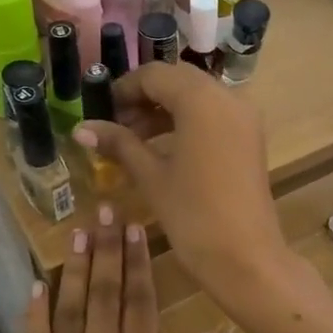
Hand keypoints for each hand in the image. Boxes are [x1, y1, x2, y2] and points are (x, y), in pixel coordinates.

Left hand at [12, 203, 209, 332]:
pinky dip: (36, 310)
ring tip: (78, 229)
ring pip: (69, 308)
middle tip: (106, 209)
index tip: (137, 227)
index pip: (140, 301)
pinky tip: (39, 283)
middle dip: (107, 248)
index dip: (139, 262)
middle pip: (104, 293)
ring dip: (75, 266)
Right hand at [73, 63, 291, 301]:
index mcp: (202, 99)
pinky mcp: (251, 138)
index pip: (155, 75)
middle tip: (116, 126)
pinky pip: (214, 115)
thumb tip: (81, 128)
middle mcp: (229, 97)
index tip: (101, 112)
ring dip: (166, 111)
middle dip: (145, 98)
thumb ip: (119, 144)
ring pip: (198, 97)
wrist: (246, 257)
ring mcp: (245, 117)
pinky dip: (188, 122)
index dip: (124, 89)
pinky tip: (164, 148)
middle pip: (179, 81)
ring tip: (133, 140)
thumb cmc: (193, 215)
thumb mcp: (151, 176)